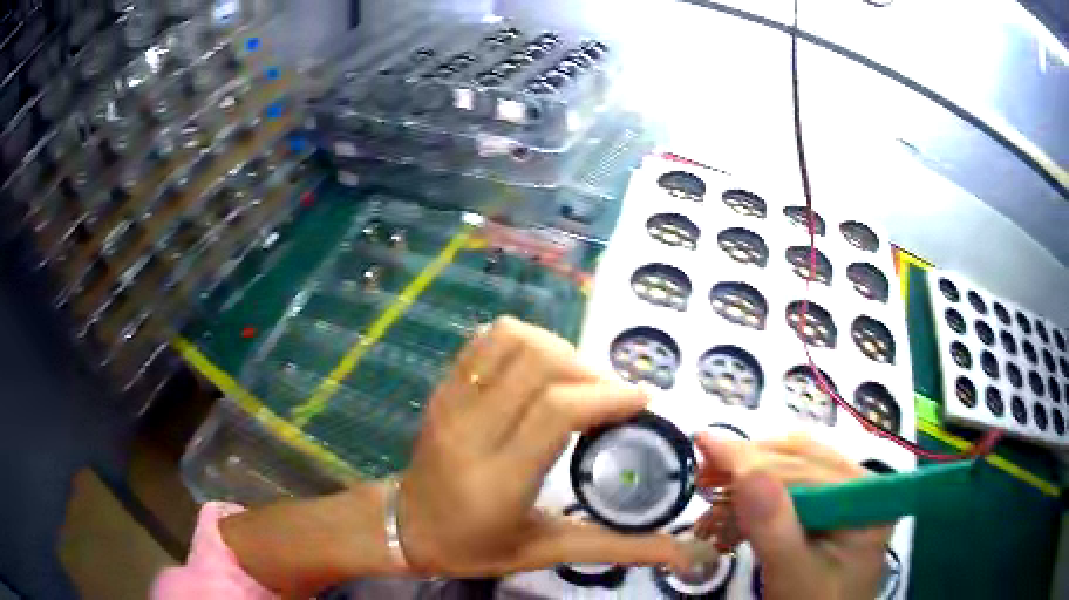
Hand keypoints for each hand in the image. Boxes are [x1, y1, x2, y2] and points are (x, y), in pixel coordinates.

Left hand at [397, 316, 688, 575]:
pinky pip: (485, 340)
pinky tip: (540, 371)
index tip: (641, 401)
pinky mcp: (442, 388)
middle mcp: (470, 431)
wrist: (406, 527)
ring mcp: (450, 402)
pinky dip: (523, 342)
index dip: (608, 395)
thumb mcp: (546, 552)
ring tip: (576, 382)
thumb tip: (679, 552)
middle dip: (588, 370)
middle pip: (538, 363)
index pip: (557, 411)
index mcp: (497, 479)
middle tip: (609, 397)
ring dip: (557, 349)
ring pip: (511, 339)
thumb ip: (616, 547)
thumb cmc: (475, 546)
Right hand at [693, 434, 892, 599]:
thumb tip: (746, 471)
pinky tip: (733, 517)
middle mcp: (860, 486)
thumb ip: (774, 528)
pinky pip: (791, 490)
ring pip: (791, 470)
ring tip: (712, 499)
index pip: (806, 467)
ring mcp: (845, 496)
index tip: (704, 443)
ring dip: (748, 483)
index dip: (753, 457)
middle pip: (800, 460)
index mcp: (866, 499)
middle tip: (701, 477)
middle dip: (747, 468)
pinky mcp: (828, 509)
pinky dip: (757, 501)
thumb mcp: (792, 575)